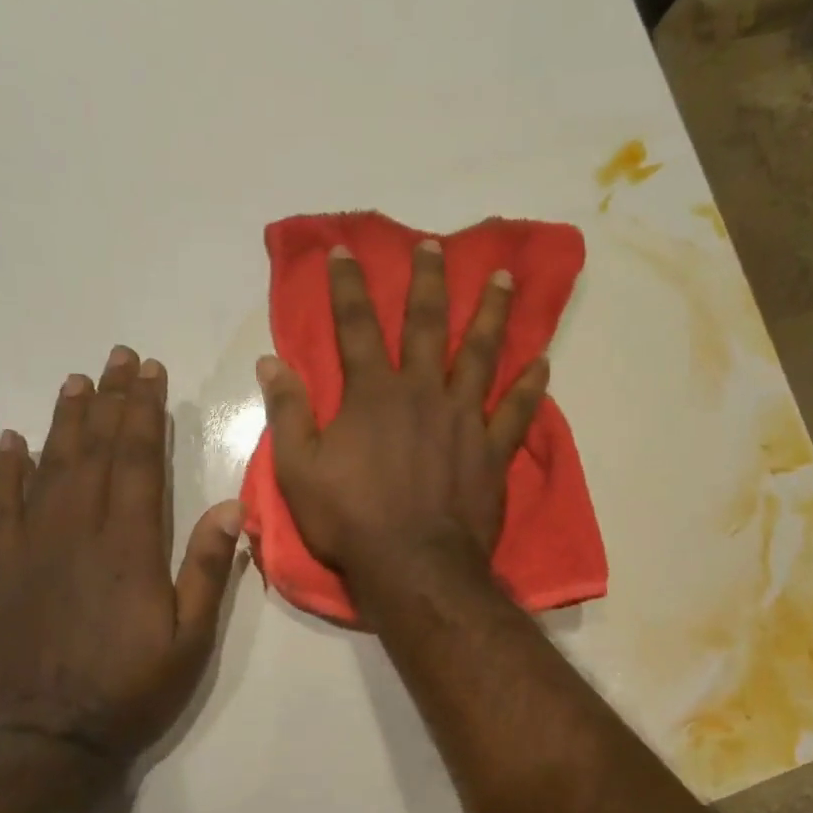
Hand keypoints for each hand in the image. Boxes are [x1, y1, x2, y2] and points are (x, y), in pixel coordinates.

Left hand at [0, 346, 243, 767]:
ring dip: (65, 422)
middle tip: (118, 358)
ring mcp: (33, 550)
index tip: (150, 373)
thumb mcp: (191, 640)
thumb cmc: (133, 691)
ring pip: (50, 469)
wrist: (51, 744)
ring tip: (77, 382)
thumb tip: (228, 507)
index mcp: (129, 547)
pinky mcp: (2, 572)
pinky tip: (11, 441)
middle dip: (110, 401)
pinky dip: (5, 471)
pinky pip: (1, 509)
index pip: (138, 461)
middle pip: (95, 452)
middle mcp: (78, 534)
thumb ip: (208, 571)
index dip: (144, 412)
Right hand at [257, 241, 547, 591]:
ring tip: (505, 278)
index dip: (348, 286)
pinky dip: (530, 387)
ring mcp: (463, 419)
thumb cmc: (350, 520)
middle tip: (436, 246)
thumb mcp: (299, 469)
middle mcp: (422, 393)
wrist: (414, 566)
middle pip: (427, 325)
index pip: (356, 326)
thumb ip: (288, 412)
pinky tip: (543, 362)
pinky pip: (516, 411)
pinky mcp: (492, 450)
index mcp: (373, 394)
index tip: (344, 250)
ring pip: (481, 354)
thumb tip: (269, 362)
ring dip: (492, 314)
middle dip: (428, 281)